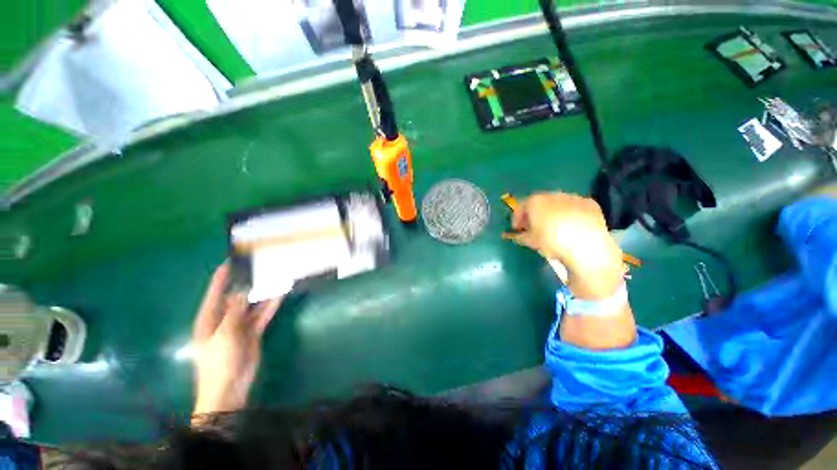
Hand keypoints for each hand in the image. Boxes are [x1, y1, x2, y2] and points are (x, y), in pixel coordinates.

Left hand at [192, 263, 281, 414]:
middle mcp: (224, 319)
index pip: (215, 292)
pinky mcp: (253, 332)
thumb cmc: (218, 362)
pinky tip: (280, 294)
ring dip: (263, 293)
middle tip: (261, 266)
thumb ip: (234, 311)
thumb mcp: (224, 334)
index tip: (232, 261)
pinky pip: (263, 314)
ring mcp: (240, 326)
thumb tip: (241, 289)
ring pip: (253, 304)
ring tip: (275, 277)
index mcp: (209, 318)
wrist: (229, 389)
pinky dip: (271, 305)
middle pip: (237, 296)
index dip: (222, 277)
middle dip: (248, 283)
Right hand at [509, 192, 623, 299]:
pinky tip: (572, 227)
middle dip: (535, 214)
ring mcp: (573, 197)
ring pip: (557, 204)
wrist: (586, 246)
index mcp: (535, 202)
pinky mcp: (590, 203)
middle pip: (539, 203)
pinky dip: (570, 214)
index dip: (517, 218)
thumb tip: (517, 236)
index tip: (517, 229)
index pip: (521, 207)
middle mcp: (553, 195)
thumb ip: (520, 236)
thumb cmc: (552, 242)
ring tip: (554, 228)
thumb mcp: (531, 241)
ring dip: (552, 213)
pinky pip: (575, 207)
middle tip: (534, 228)